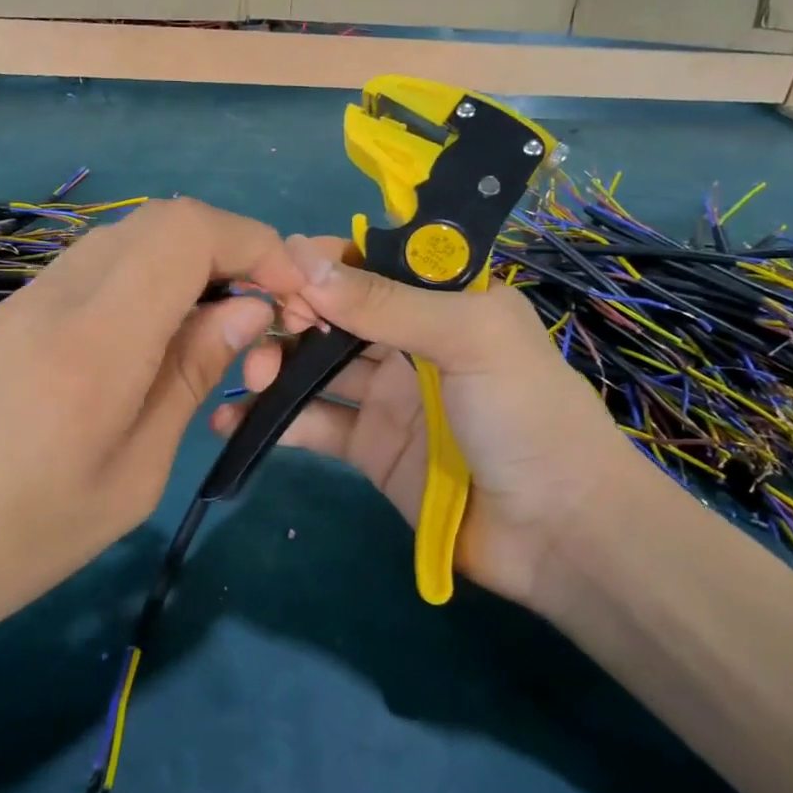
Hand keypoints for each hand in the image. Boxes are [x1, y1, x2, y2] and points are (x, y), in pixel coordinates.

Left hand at [0, 199, 304, 683]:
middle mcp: (61, 291)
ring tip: (216, 336)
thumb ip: (190, 375)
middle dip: (232, 252)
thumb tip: (249, 311)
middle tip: (261, 321)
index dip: (254, 243)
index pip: (188, 229)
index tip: (292, 295)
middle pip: (165, 221)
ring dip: (190, 267)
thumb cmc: (14, 540)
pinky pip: (98, 268)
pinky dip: (148, 283)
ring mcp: (30, 296)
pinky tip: (155, 345)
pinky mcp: (13, 312)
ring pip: (132, 240)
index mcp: (98, 334)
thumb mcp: (131, 475)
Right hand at [214, 237, 651, 607]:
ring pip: (315, 366)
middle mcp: (410, 341)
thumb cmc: (525, 414)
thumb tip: (300, 259)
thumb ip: (386, 301)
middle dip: (290, 314)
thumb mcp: (467, 338)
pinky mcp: (369, 447)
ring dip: (275, 364)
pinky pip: (313, 423)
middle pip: (334, 313)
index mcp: (443, 301)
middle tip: (256, 331)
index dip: (322, 265)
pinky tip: (234, 422)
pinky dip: (274, 421)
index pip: (370, 264)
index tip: (276, 273)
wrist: (559, 532)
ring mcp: (387, 396)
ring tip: (251, 377)